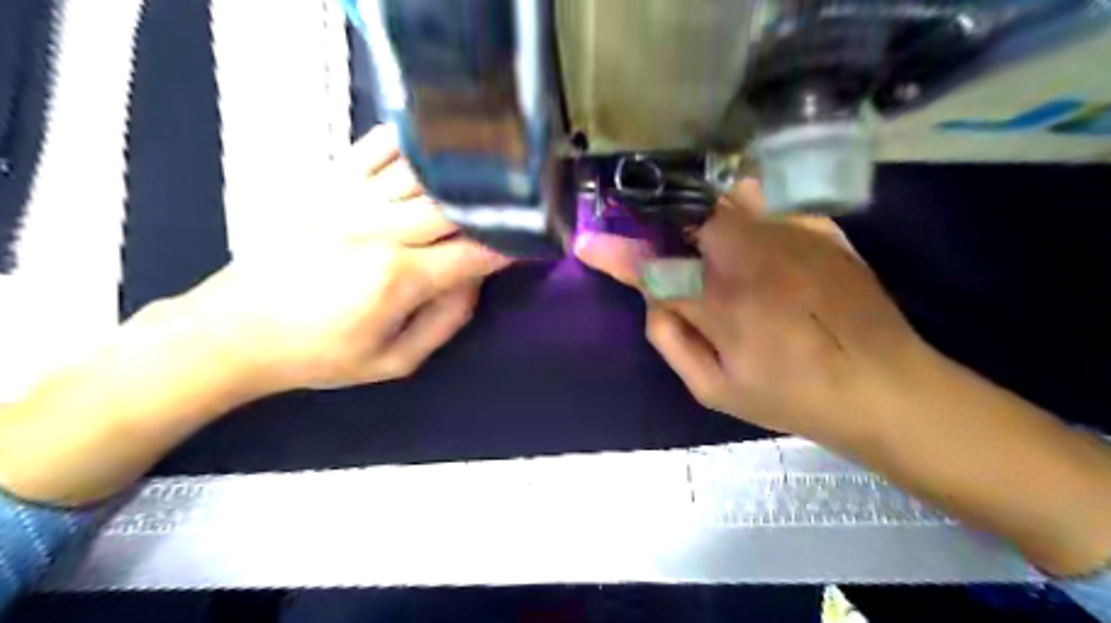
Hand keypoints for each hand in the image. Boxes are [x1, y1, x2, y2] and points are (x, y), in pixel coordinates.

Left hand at [184, 125, 507, 392]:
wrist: (234, 330)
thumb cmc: (319, 355)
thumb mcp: (392, 362)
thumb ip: (445, 322)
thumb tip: (476, 281)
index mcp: (397, 279)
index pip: (472, 253)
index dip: (508, 244)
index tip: (530, 238)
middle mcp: (378, 231)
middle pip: (452, 204)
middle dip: (492, 204)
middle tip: (518, 202)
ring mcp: (348, 202)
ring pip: (420, 172)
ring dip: (459, 171)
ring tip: (488, 170)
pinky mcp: (325, 187)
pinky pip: (373, 151)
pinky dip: (407, 143)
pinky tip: (432, 142)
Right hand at [578, 177, 1109, 575]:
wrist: (884, 387)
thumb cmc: (792, 397)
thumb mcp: (715, 390)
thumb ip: (672, 342)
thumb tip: (654, 300)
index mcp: (724, 306)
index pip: (654, 269)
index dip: (616, 254)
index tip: (588, 241)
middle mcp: (754, 260)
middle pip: (690, 219)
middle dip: (667, 228)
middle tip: (668, 250)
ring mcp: (793, 237)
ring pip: (730, 201)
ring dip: (705, 216)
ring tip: (711, 243)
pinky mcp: (823, 229)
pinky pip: (772, 202)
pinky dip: (750, 210)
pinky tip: (754, 238)